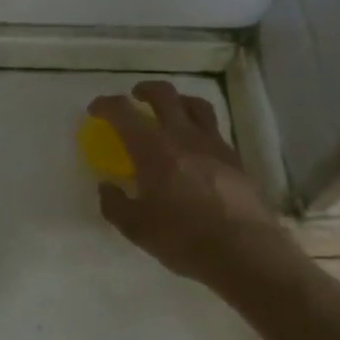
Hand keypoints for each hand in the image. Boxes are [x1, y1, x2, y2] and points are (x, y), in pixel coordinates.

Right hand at [88, 82, 286, 288]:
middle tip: (135, 97)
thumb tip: (107, 187)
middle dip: (145, 90)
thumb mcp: (136, 228)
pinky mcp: (234, 157)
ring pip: (195, 104)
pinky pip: (214, 129)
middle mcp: (182, 136)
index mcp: (152, 149)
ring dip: (178, 100)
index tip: (96, 109)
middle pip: (164, 94)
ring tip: (171, 111)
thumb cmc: (182, 238)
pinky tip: (196, 146)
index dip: (105, 105)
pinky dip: (199, 126)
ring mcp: (212, 144)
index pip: (123, 112)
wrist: (243, 250)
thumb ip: (115, 203)